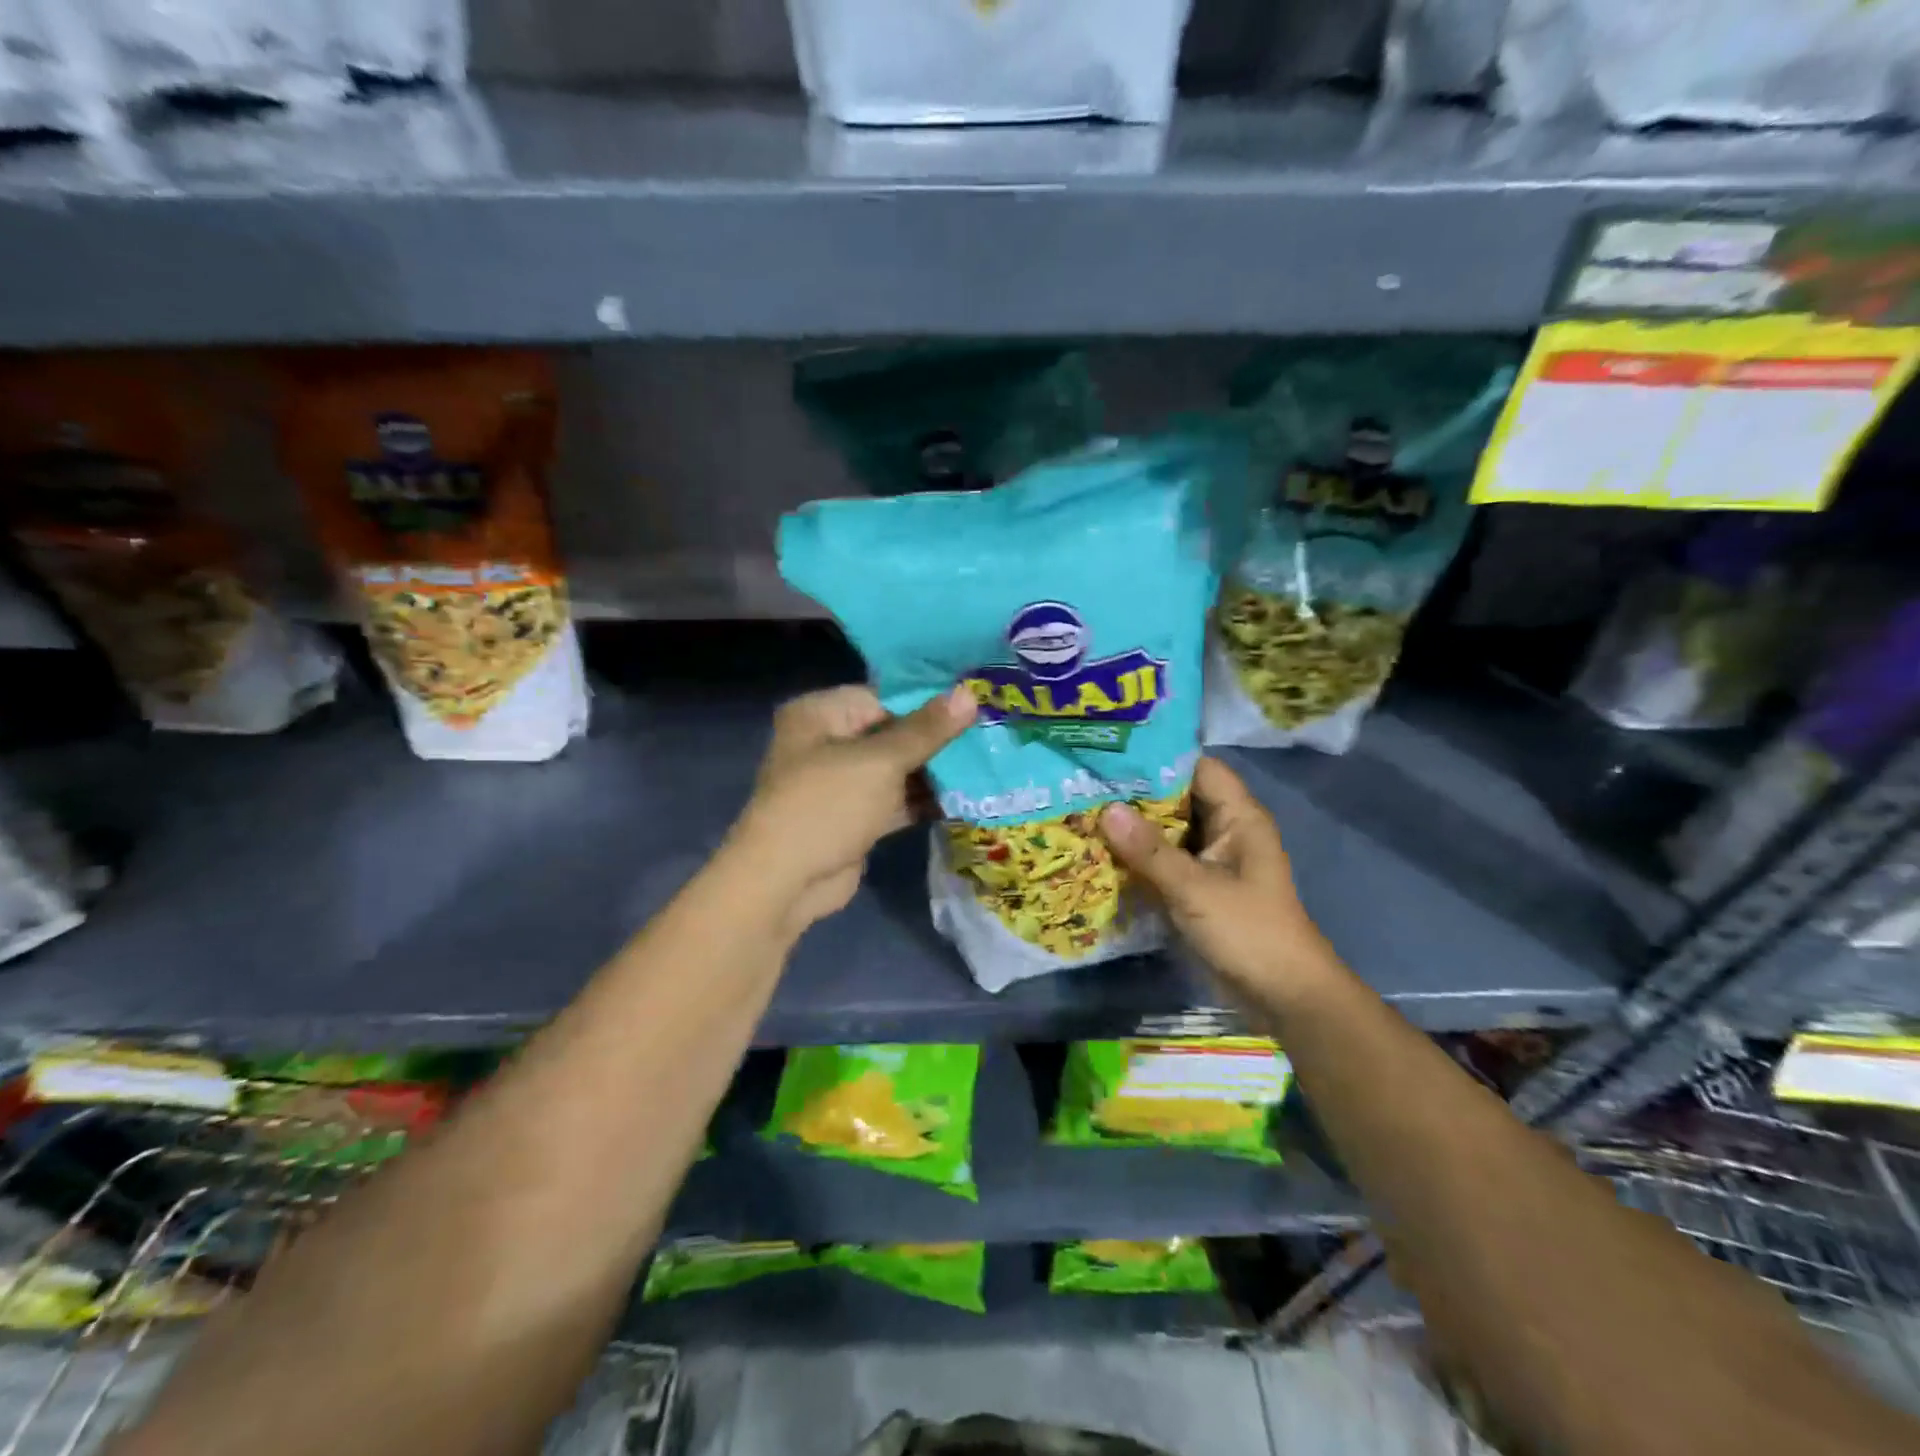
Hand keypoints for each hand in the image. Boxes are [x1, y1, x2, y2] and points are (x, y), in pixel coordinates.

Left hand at [732, 684, 973, 931]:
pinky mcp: (855, 817)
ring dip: (935, 771)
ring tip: (986, 762)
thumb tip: (970, 694)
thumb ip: (927, 730)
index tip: (975, 701)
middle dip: (937, 738)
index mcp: (820, 714)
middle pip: (892, 731)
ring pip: (897, 768)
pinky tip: (966, 796)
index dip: (929, 700)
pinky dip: (923, 800)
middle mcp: (828, 741)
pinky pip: (895, 799)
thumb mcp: (880, 762)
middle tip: (989, 733)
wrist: (785, 883)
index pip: (883, 696)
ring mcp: (841, 782)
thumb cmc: (827, 805)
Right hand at [1099, 757, 1332, 1003]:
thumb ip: (1150, 851)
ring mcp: (1210, 859)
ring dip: (1132, 825)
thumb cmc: (1249, 932)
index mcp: (1238, 817)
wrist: (1283, 996)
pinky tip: (1099, 850)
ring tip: (1082, 808)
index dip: (1158, 758)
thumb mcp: (1195, 889)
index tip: (1111, 753)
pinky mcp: (1198, 886)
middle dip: (1135, 792)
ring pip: (1167, 830)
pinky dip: (1137, 855)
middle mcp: (1225, 830)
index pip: (1197, 768)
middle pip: (1177, 797)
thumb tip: (1106, 809)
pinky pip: (1163, 859)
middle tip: (1084, 781)